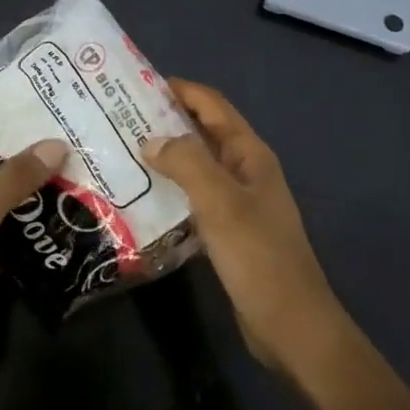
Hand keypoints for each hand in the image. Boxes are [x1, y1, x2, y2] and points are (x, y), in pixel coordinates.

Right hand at [147, 79, 351, 378]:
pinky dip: (170, 188)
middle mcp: (245, 170)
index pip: (212, 105)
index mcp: (250, 154)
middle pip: (202, 132)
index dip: (179, 89)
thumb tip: (150, 140)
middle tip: (118, 117)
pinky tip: (141, 195)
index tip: (135, 83)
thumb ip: (186, 163)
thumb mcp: (220, 203)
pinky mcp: (227, 230)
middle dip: (166, 119)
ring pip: (196, 165)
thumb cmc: (258, 257)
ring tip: (122, 150)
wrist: (291, 326)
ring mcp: (237, 202)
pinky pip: (194, 196)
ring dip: (165, 155)